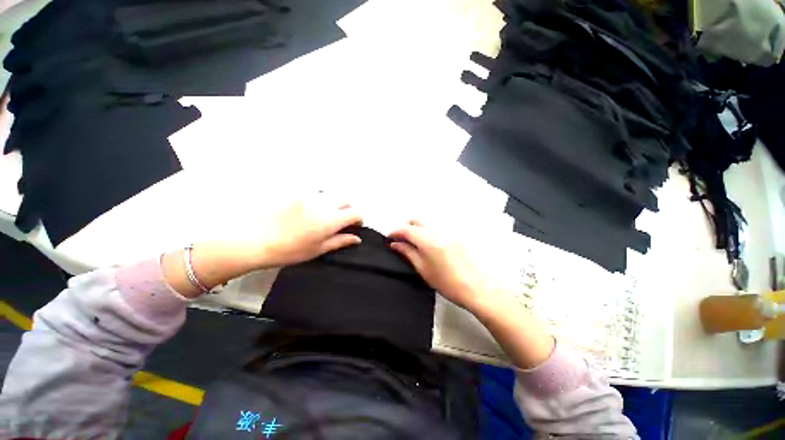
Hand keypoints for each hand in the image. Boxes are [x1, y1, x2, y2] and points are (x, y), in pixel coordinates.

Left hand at [243, 194, 362, 268]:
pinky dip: (319, 200)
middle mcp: (324, 203)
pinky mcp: (296, 192)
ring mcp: (309, 195)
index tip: (354, 226)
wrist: (254, 240)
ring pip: (330, 194)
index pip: (355, 212)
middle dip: (348, 208)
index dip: (358, 219)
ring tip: (322, 216)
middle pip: (346, 198)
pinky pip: (315, 193)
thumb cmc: (289, 250)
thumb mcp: (318, 249)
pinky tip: (307, 211)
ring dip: (333, 203)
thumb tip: (357, 238)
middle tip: (340, 221)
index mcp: (331, 219)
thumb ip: (340, 241)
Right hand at [388, 220, 516, 315]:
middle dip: (406, 227)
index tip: (389, 238)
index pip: (406, 229)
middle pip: (417, 221)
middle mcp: (438, 230)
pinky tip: (428, 242)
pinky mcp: (456, 234)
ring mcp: (448, 230)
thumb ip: (407, 252)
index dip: (395, 232)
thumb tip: (395, 244)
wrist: (477, 287)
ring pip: (427, 222)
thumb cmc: (447, 282)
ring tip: (413, 241)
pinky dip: (428, 230)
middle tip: (400, 239)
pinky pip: (437, 227)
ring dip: (417, 228)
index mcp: (427, 240)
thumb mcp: (423, 269)